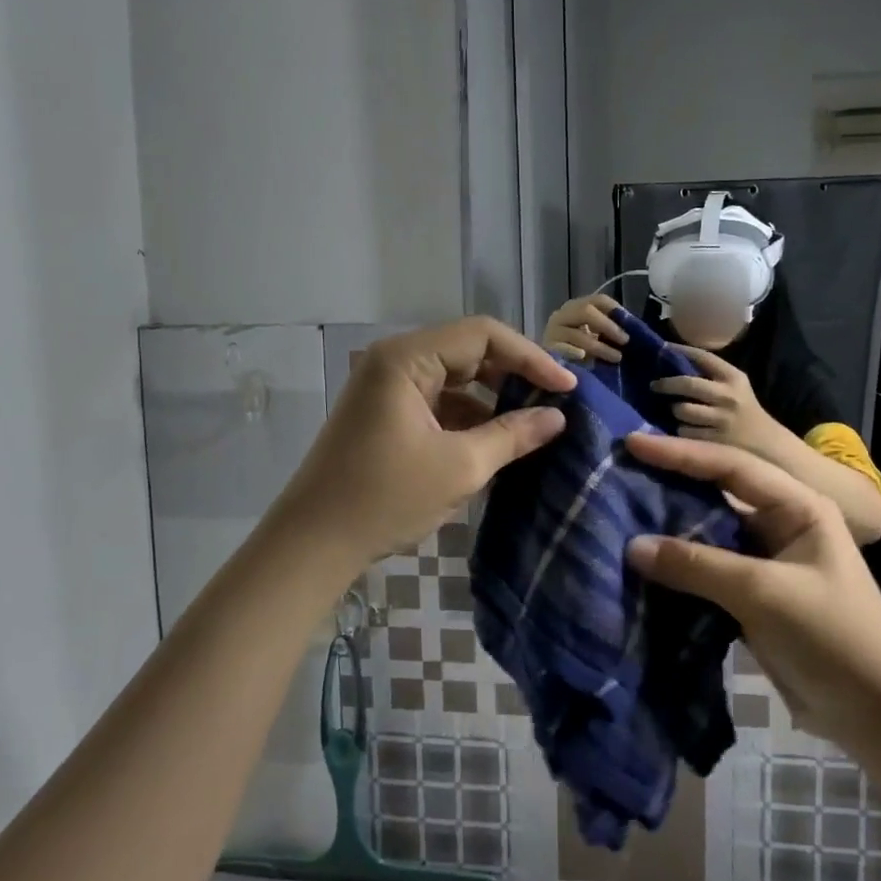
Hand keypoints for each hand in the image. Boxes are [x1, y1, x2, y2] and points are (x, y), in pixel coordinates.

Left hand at [277, 317, 574, 568]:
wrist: (313, 544)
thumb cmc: (385, 499)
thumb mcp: (460, 467)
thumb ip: (513, 435)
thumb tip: (557, 417)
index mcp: (406, 359)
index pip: (483, 336)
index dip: (531, 358)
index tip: (567, 388)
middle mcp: (394, 361)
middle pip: (469, 351)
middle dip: (514, 374)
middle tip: (555, 400)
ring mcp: (387, 388)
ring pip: (455, 378)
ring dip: (493, 397)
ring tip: (533, 422)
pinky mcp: (385, 414)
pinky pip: (438, 401)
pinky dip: (469, 416)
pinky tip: (496, 441)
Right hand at [543, 294, 626, 363]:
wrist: (549, 370)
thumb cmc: (580, 353)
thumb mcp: (597, 337)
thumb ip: (611, 330)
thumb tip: (634, 328)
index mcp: (576, 307)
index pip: (599, 300)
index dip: (617, 310)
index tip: (631, 326)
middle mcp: (562, 315)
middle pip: (586, 311)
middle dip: (609, 326)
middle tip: (625, 341)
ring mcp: (552, 332)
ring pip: (578, 334)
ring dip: (600, 347)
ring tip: (616, 358)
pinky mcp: (547, 350)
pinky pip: (563, 350)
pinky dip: (575, 353)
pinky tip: (585, 358)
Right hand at [623, 433, 880, 746]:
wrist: (877, 713)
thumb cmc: (833, 636)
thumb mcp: (764, 593)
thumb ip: (698, 565)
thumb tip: (632, 546)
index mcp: (797, 507)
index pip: (730, 467)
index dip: (680, 454)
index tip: (633, 445)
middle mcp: (781, 525)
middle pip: (717, 494)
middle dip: (671, 483)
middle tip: (620, 471)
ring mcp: (766, 563)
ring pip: (709, 534)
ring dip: (670, 527)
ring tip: (621, 512)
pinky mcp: (753, 598)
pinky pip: (707, 571)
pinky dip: (678, 567)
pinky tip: (643, 564)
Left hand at [651, 347, 778, 453]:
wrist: (766, 443)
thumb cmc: (744, 410)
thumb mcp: (736, 386)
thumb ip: (711, 375)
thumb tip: (673, 362)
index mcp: (734, 378)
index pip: (703, 357)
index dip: (681, 350)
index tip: (663, 348)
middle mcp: (728, 396)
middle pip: (687, 384)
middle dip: (666, 384)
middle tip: (654, 385)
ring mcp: (721, 419)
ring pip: (682, 409)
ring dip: (674, 409)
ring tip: (675, 409)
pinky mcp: (714, 440)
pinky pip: (684, 431)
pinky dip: (681, 429)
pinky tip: (686, 428)